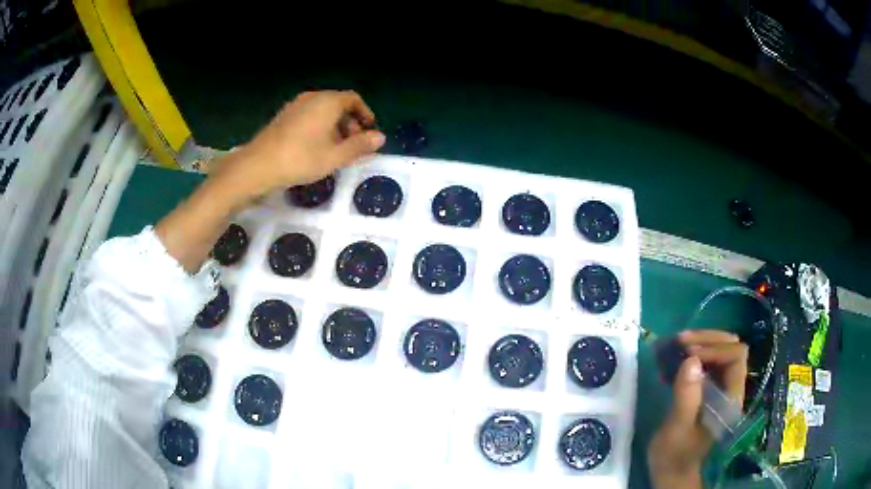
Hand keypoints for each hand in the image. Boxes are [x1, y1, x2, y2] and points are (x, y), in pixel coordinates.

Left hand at [156, 91, 383, 272]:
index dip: (365, 114)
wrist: (257, 166)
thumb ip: (359, 146)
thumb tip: (380, 138)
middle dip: (350, 122)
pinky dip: (319, 126)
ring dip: (334, 125)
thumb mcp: (335, 156)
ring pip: (322, 110)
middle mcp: (312, 97)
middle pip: (338, 103)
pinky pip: (309, 115)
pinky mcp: (283, 116)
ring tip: (335, 148)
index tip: (370, 131)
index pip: (353, 99)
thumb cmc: (300, 159)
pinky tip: (315, 147)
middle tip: (354, 144)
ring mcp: (295, 105)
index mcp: (327, 102)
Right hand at [647, 330, 748, 488]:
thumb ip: (687, 397)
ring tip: (678, 343)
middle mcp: (730, 388)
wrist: (671, 470)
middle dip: (708, 339)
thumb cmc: (675, 454)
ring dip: (701, 342)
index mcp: (731, 398)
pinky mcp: (709, 389)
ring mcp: (720, 387)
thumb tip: (691, 360)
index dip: (716, 349)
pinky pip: (708, 361)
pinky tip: (678, 355)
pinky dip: (695, 352)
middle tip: (681, 341)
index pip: (737, 357)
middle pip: (731, 347)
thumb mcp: (677, 428)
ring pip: (721, 350)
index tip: (689, 353)